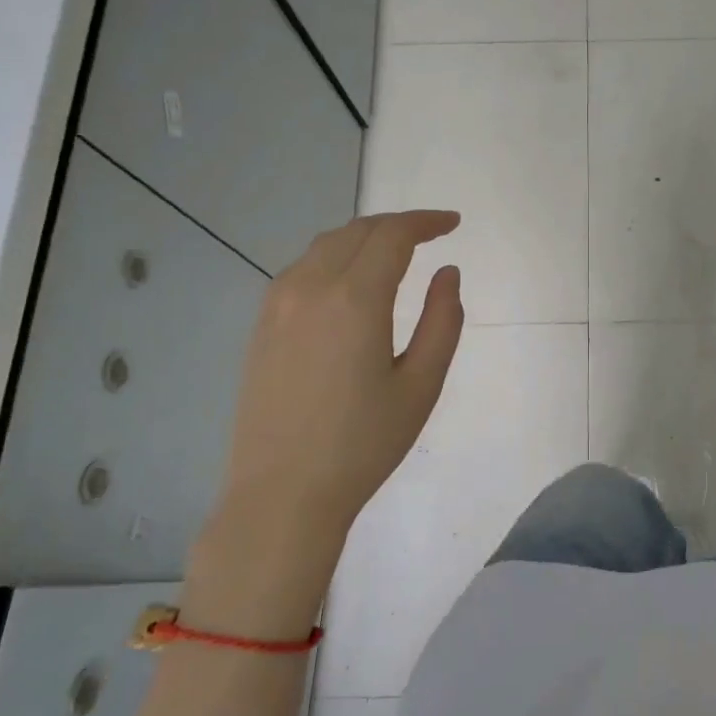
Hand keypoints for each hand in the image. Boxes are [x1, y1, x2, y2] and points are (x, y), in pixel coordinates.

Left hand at [185, 210, 463, 635]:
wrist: (283, 493)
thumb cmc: (364, 443)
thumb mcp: (422, 385)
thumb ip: (443, 320)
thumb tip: (448, 273)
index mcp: (354, 299)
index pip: (392, 235)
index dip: (425, 221)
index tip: (453, 223)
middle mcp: (310, 288)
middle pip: (356, 231)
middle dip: (397, 225)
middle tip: (430, 234)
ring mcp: (277, 305)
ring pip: (324, 246)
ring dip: (363, 238)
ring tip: (394, 253)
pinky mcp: (261, 326)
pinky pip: (301, 270)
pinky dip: (334, 259)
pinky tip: (350, 283)